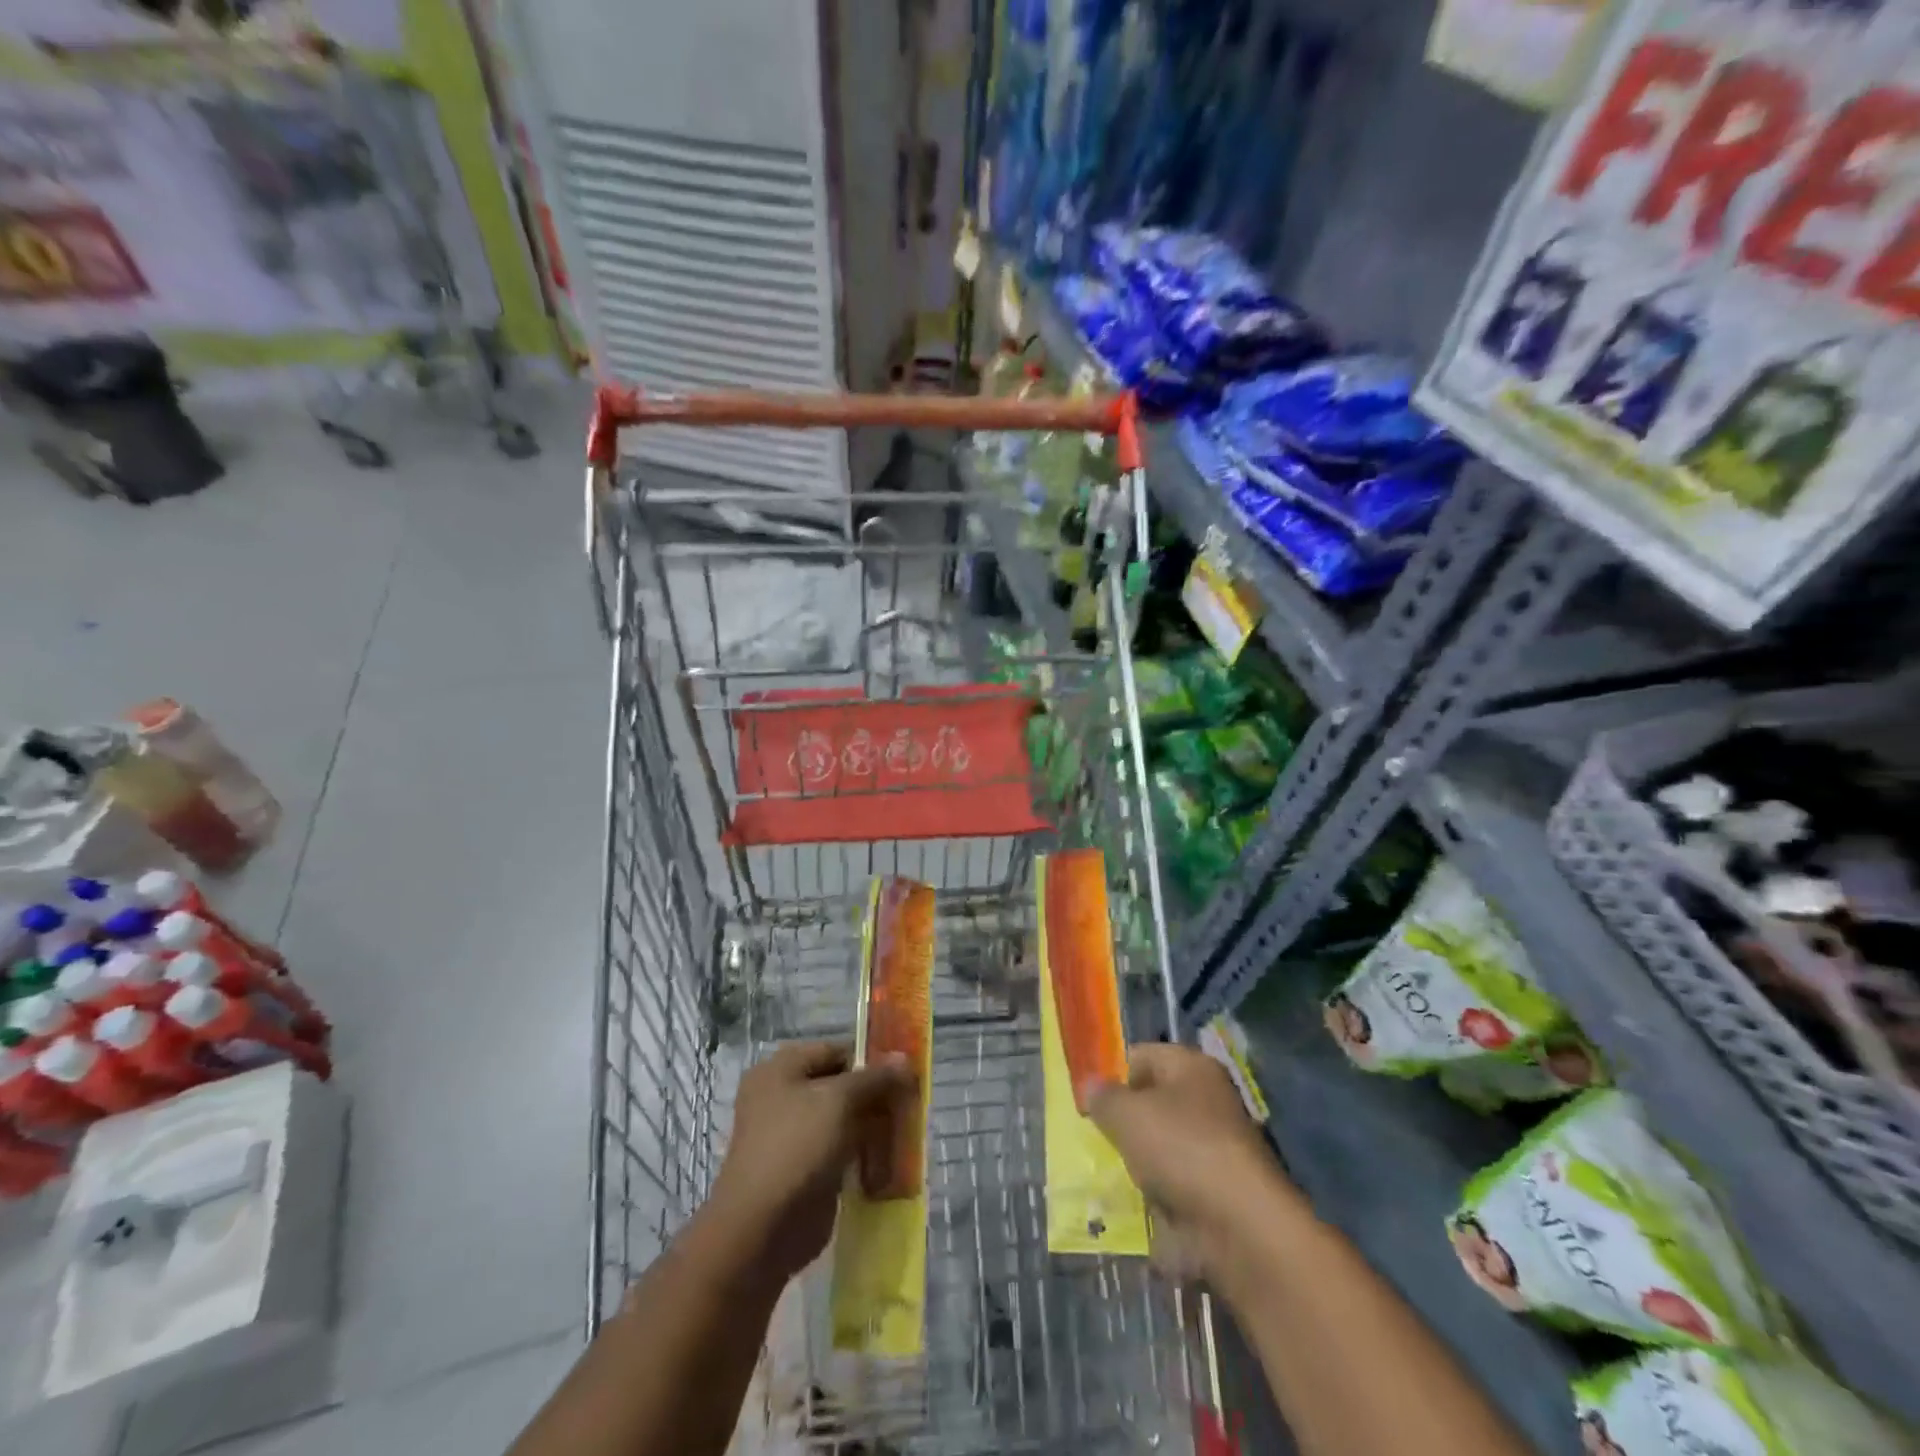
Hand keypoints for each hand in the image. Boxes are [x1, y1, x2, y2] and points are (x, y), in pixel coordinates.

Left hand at [704, 1041, 916, 1283]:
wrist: (762, 1228)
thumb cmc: (797, 1147)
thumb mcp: (839, 1101)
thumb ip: (874, 1078)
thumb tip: (904, 1058)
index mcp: (781, 1069)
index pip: (836, 1051)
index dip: (870, 1059)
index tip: (904, 1075)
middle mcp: (782, 1096)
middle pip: (840, 1085)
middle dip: (875, 1094)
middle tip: (910, 1104)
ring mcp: (792, 1135)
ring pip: (843, 1119)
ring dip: (872, 1125)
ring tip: (905, 1131)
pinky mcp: (804, 1169)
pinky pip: (840, 1150)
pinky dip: (862, 1152)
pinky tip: (889, 1159)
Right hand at [1084, 1043, 1298, 1279]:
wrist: (1243, 1227)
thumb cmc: (1181, 1150)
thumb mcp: (1126, 1115)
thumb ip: (1103, 1097)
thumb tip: (1090, 1086)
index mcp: (1191, 1066)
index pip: (1140, 1055)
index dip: (1111, 1075)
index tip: (1086, 1102)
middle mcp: (1209, 1098)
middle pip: (1152, 1101)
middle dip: (1124, 1122)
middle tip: (1095, 1140)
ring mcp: (1218, 1145)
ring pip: (1164, 1145)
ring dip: (1139, 1162)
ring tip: (1113, 1177)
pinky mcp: (1222, 1189)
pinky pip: (1178, 1183)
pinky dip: (1160, 1195)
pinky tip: (1139, 1207)